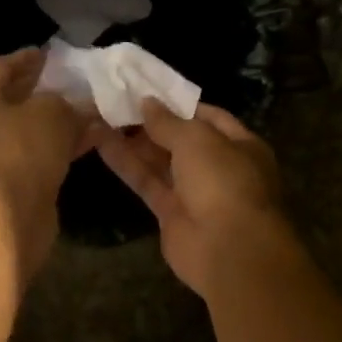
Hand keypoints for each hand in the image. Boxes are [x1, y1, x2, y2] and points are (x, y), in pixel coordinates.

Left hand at [0, 49, 97, 233]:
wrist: (6, 218)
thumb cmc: (20, 150)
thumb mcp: (50, 112)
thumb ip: (65, 102)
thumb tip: (78, 104)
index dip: (25, 58)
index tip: (50, 53)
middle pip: (14, 99)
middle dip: (44, 90)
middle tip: (73, 80)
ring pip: (31, 130)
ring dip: (60, 120)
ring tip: (92, 108)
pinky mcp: (14, 184)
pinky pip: (41, 155)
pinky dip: (63, 145)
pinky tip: (93, 138)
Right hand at [96, 100, 291, 299]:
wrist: (228, 250)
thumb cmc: (223, 181)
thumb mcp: (196, 139)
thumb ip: (168, 121)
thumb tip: (146, 102)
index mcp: (240, 144)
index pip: (208, 116)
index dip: (179, 104)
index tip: (148, 91)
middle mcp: (219, 166)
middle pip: (181, 139)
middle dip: (152, 123)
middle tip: (117, 102)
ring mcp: (195, 192)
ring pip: (160, 161)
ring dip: (134, 141)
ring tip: (102, 116)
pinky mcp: (171, 214)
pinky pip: (147, 182)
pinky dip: (126, 163)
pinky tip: (101, 142)